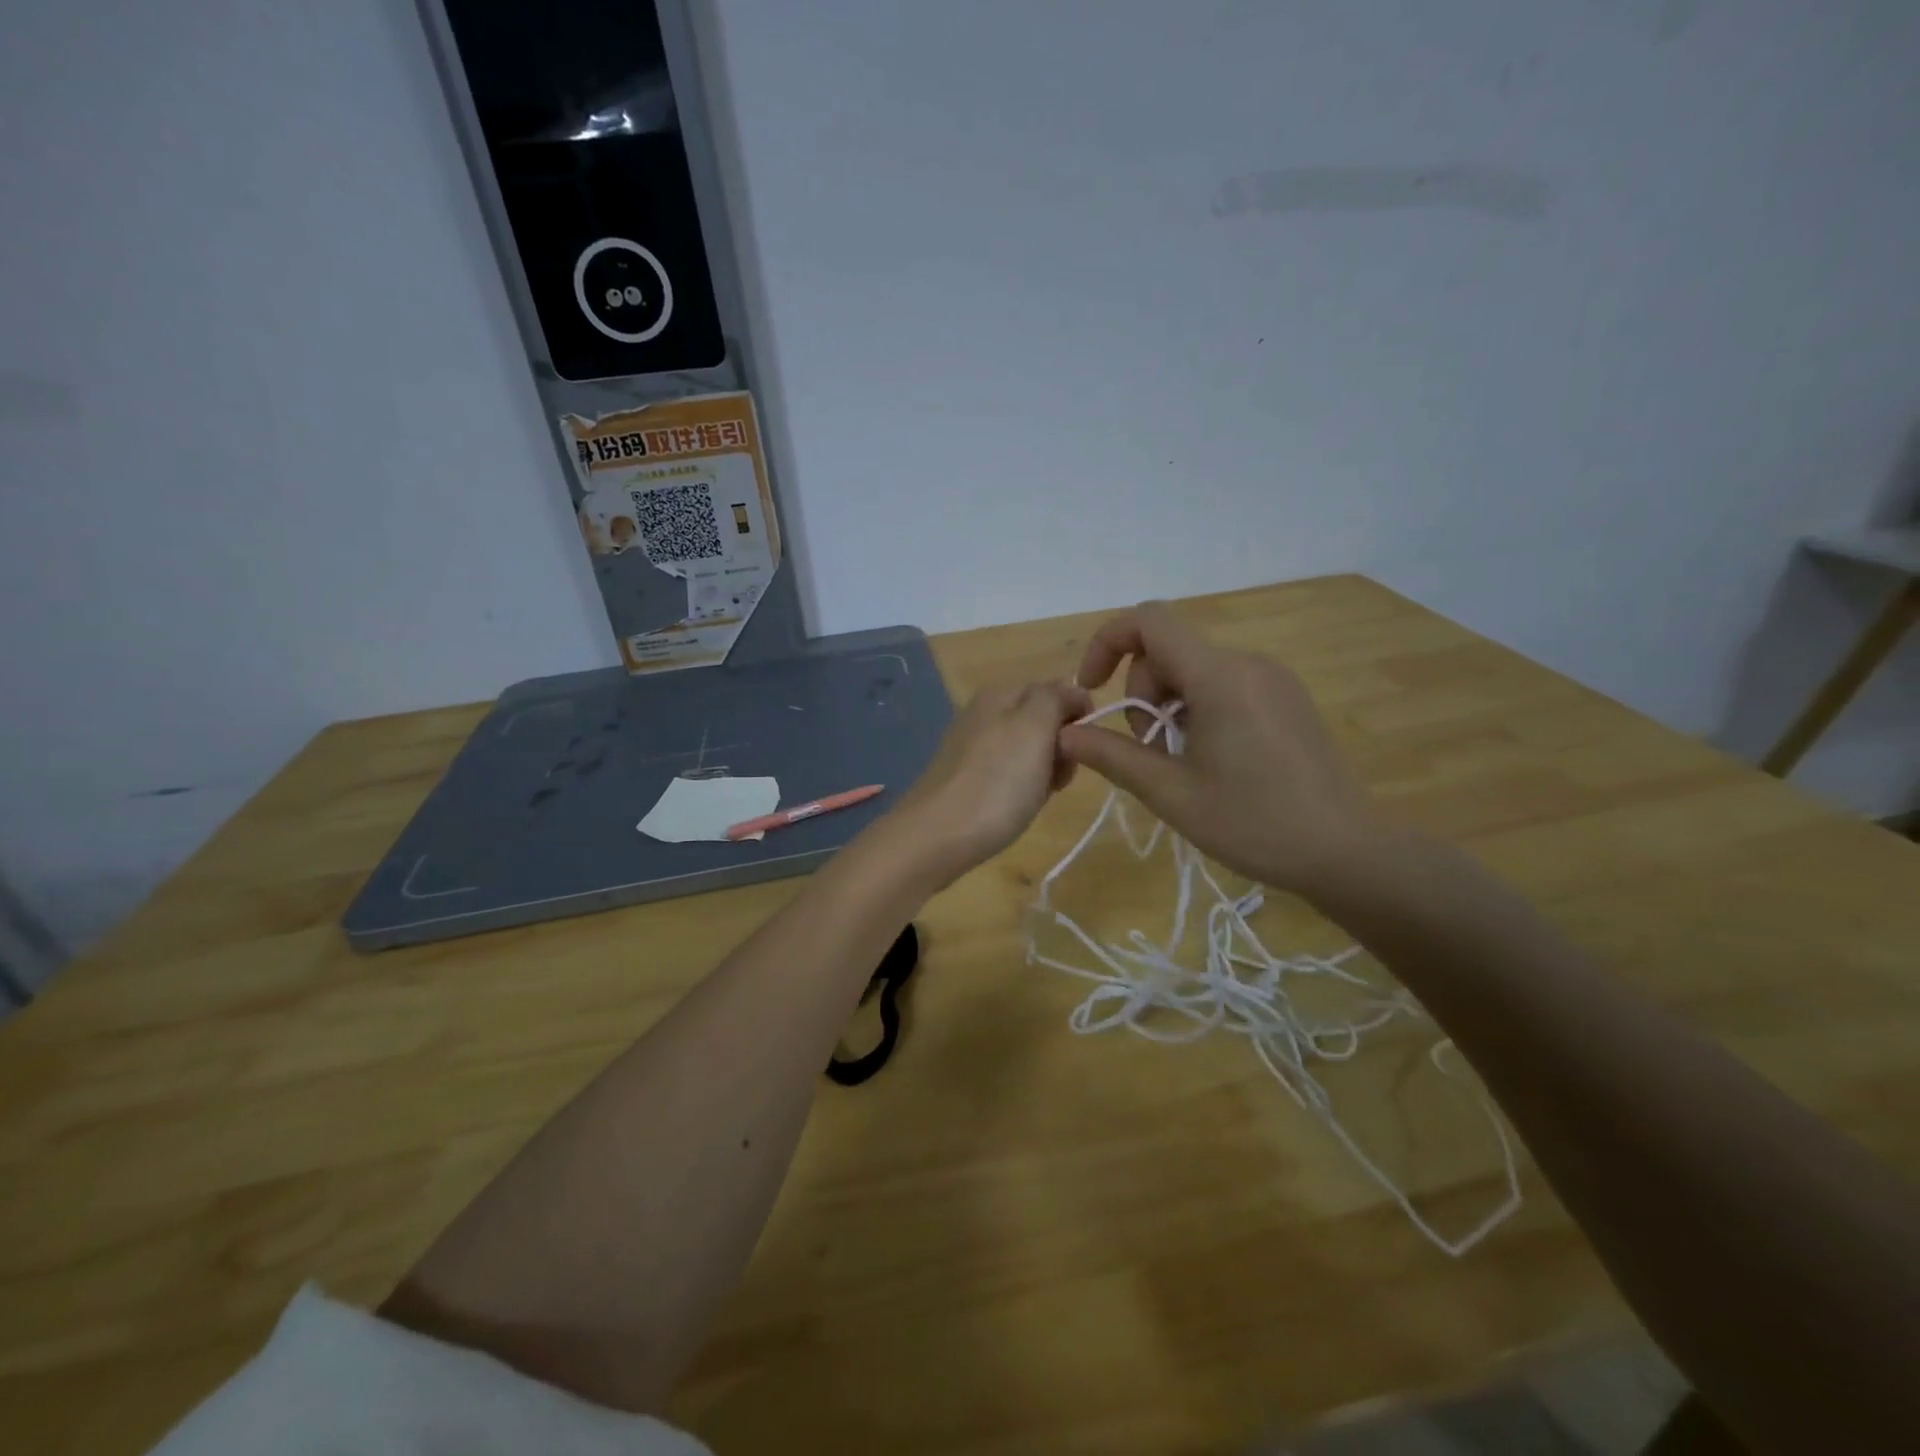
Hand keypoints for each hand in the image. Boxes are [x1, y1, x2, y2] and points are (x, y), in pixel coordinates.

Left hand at [881, 680, 1092, 888]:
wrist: (936, 837)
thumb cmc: (996, 782)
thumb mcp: (1034, 727)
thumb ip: (1056, 697)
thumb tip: (1071, 691)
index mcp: (1000, 693)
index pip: (1058, 691)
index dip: (1078, 718)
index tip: (1079, 749)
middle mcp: (983, 713)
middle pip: (1043, 722)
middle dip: (1061, 749)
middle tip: (1057, 778)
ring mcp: (972, 747)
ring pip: (1029, 751)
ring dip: (1044, 772)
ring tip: (1035, 797)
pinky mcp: (965, 778)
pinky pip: (1009, 774)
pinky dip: (1021, 789)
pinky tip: (1015, 808)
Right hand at [1057, 602, 1386, 898]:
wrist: (1347, 851)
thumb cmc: (1254, 823)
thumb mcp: (1171, 793)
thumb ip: (1112, 756)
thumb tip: (1066, 734)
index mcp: (1219, 676)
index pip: (1149, 621)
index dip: (1107, 642)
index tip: (1092, 688)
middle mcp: (1247, 663)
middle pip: (1168, 651)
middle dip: (1141, 694)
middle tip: (1148, 753)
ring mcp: (1272, 678)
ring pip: (1194, 669)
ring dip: (1168, 706)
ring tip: (1179, 762)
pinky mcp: (1286, 698)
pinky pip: (1224, 684)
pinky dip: (1197, 709)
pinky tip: (1209, 759)